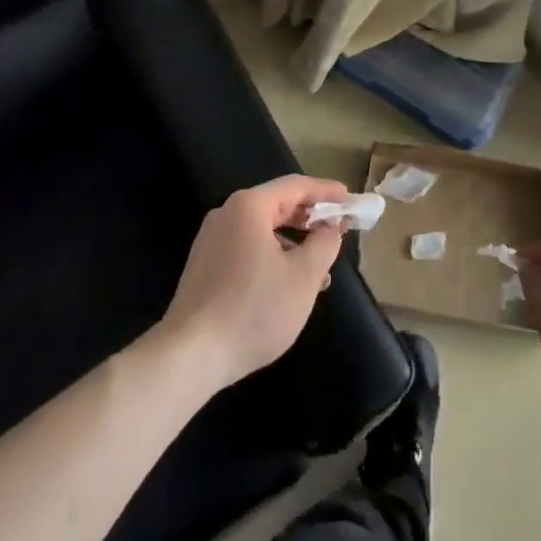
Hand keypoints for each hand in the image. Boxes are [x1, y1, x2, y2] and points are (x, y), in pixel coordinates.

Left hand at [158, 175, 347, 391]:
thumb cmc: (254, 310)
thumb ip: (324, 244)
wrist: (190, 354)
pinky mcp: (204, 266)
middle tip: (339, 229)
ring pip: (263, 231)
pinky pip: (247, 248)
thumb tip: (331, 226)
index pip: (296, 186)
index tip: (349, 199)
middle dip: (310, 218)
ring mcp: (212, 240)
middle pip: (277, 205)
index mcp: (249, 206)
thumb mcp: (303, 277)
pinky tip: (287, 286)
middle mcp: (227, 214)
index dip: (326, 191)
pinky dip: (272, 257)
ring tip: (319, 270)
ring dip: (293, 243)